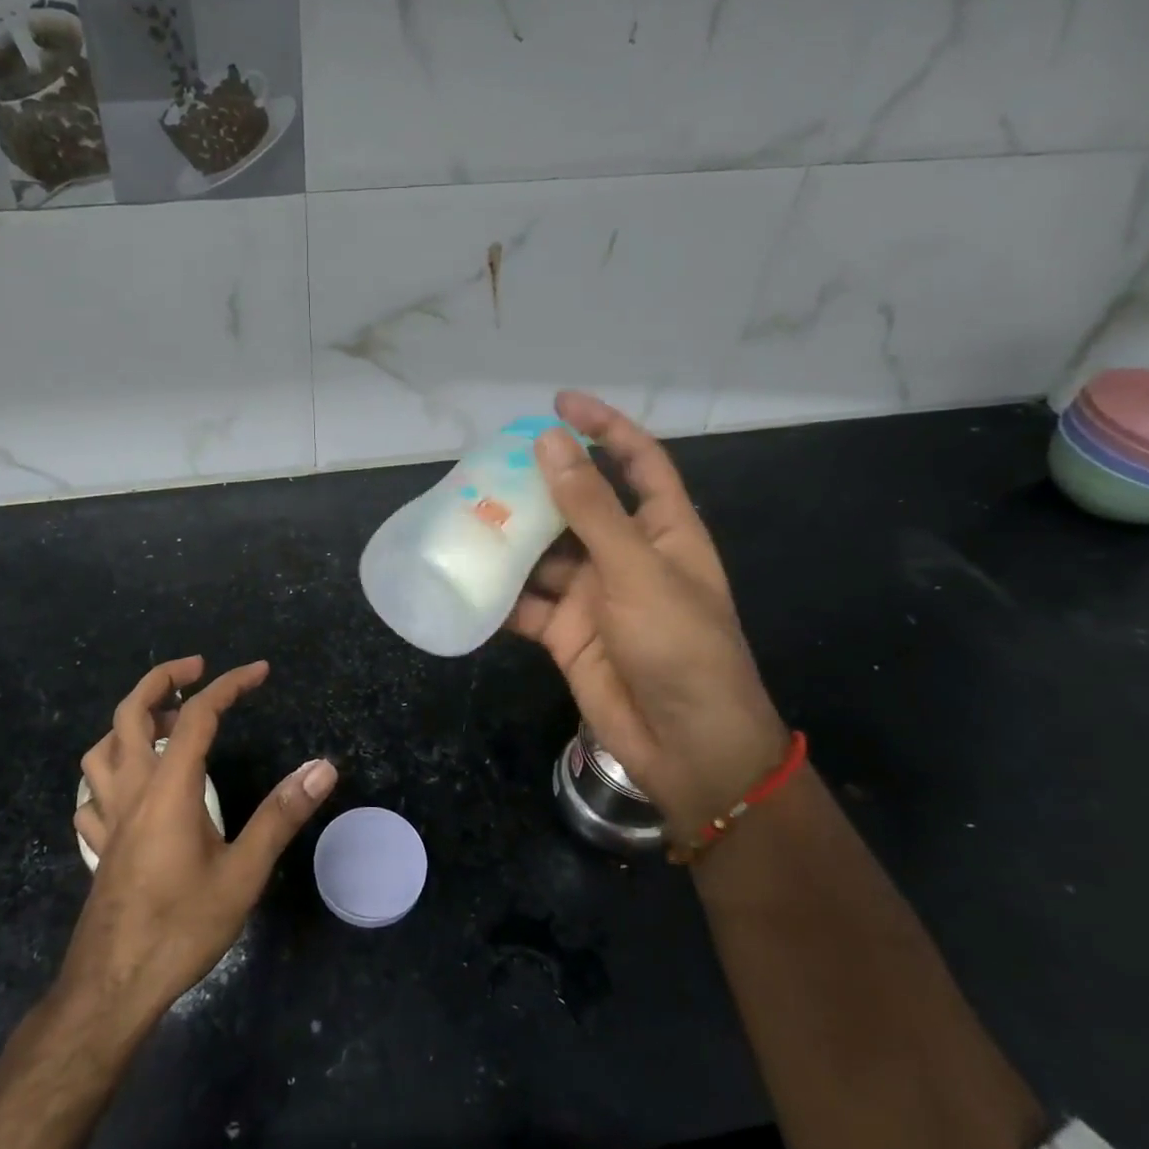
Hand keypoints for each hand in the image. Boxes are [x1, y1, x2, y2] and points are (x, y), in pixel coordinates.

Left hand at [63, 656, 336, 1027]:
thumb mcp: (243, 874)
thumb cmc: (180, 928)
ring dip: (131, 722)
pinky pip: (93, 794)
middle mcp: (132, 790)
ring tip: (165, 723)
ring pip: (102, 748)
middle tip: (197, 669)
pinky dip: (110, 773)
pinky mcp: (99, 846)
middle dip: (163, 679)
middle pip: (131, 712)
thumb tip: (322, 768)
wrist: (111, 990)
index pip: (198, 715)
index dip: (230, 684)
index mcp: (169, 788)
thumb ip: (281, 816)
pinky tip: (129, 788)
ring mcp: (107, 819)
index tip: (260, 671)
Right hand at [505, 392, 789, 838]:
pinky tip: (465, 577)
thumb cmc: (679, 647)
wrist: (686, 746)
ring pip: (543, 553)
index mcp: (663, 530)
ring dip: (510, 537)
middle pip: (577, 504)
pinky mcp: (565, 631)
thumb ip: (590, 508)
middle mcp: (625, 554)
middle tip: (486, 464)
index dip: (603, 426)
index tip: (558, 403)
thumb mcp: (636, 570)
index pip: (635, 461)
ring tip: (463, 513)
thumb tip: (549, 442)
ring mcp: (593, 594)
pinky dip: (499, 593)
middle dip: (537, 484)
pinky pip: (525, 602)